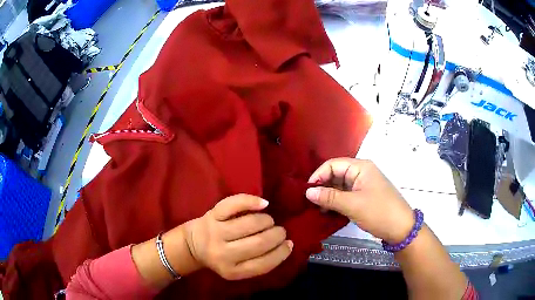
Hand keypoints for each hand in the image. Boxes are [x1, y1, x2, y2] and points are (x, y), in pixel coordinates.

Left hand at [182, 194, 292, 279]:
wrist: (193, 245)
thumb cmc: (221, 258)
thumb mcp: (238, 269)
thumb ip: (260, 262)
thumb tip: (287, 245)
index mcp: (232, 271)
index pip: (264, 264)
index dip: (281, 253)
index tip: (288, 244)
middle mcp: (223, 254)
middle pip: (259, 242)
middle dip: (277, 235)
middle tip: (280, 231)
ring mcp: (216, 232)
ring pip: (250, 223)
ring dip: (267, 221)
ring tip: (269, 222)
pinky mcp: (212, 215)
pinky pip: (234, 204)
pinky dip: (251, 201)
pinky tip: (263, 204)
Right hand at [305, 158, 413, 243]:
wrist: (401, 228)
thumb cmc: (378, 212)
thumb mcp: (352, 205)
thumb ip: (329, 197)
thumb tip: (308, 192)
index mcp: (361, 167)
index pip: (333, 164)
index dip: (318, 175)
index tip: (307, 191)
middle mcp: (361, 173)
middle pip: (336, 174)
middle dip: (322, 186)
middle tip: (309, 201)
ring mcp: (363, 185)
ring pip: (340, 186)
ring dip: (328, 196)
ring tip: (317, 209)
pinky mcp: (364, 197)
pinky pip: (345, 195)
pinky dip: (336, 202)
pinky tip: (327, 211)